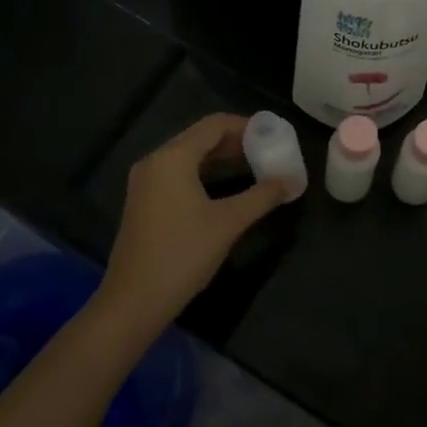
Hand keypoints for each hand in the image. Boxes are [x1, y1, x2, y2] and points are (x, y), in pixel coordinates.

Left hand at [98, 113, 295, 334]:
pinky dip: (203, 173)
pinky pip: (178, 173)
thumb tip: (293, 181)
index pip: (214, 125)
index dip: (245, 126)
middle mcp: (155, 161)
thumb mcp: (229, 222)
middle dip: (235, 142)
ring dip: (220, 158)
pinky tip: (225, 188)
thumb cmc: (183, 254)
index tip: (273, 135)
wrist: (134, 300)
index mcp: (173, 157)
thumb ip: (262, 196)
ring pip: (188, 156)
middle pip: (200, 137)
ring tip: (253, 167)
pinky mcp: (144, 201)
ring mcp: (145, 182)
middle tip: (267, 152)